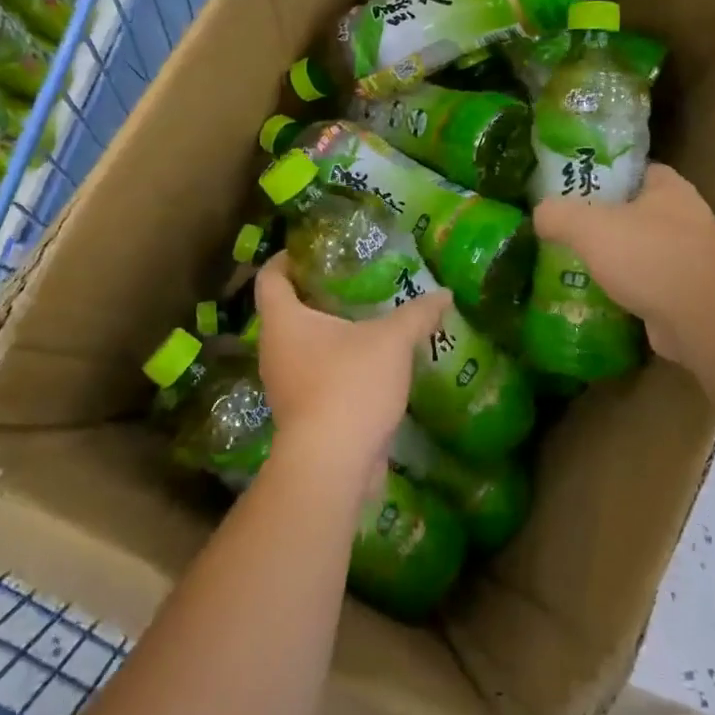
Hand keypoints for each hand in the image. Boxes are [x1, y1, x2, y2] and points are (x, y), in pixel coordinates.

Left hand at [253, 254, 451, 492]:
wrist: (331, 464)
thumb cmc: (350, 385)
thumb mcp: (391, 341)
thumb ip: (417, 314)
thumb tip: (444, 294)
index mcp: (283, 320)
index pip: (270, 277)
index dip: (288, 258)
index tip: (314, 250)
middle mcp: (274, 349)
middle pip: (286, 310)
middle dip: (316, 294)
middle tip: (352, 281)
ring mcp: (285, 384)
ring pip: (302, 346)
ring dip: (329, 333)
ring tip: (367, 321)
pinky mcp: (301, 413)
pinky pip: (315, 376)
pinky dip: (336, 365)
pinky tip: (370, 364)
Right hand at [532, 163, 714, 365]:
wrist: (697, 319)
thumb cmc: (646, 257)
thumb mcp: (587, 226)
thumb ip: (558, 214)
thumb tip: (540, 215)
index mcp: (671, 188)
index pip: (637, 169)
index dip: (607, 175)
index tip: (578, 189)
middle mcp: (688, 216)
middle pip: (639, 210)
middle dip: (609, 219)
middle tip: (573, 229)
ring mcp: (694, 256)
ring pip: (647, 247)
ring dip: (621, 256)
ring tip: (583, 263)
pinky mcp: (693, 291)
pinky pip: (654, 280)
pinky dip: (632, 285)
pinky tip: (605, 294)